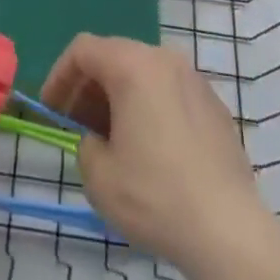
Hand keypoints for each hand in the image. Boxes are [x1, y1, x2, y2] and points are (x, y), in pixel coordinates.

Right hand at [41, 36, 267, 267]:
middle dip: (90, 88)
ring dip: (121, 98)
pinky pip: (170, 93)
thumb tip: (97, 140)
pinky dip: (151, 108)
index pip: (83, 50)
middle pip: (115, 57)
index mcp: (133, 65)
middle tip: (78, 126)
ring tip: (113, 141)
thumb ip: (85, 145)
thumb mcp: (99, 177)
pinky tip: (152, 151)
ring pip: (144, 74)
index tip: (51, 111)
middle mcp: (165, 59)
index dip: (60, 76)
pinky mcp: (215, 105)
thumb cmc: (155, 195)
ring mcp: (194, 80)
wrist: (228, 229)